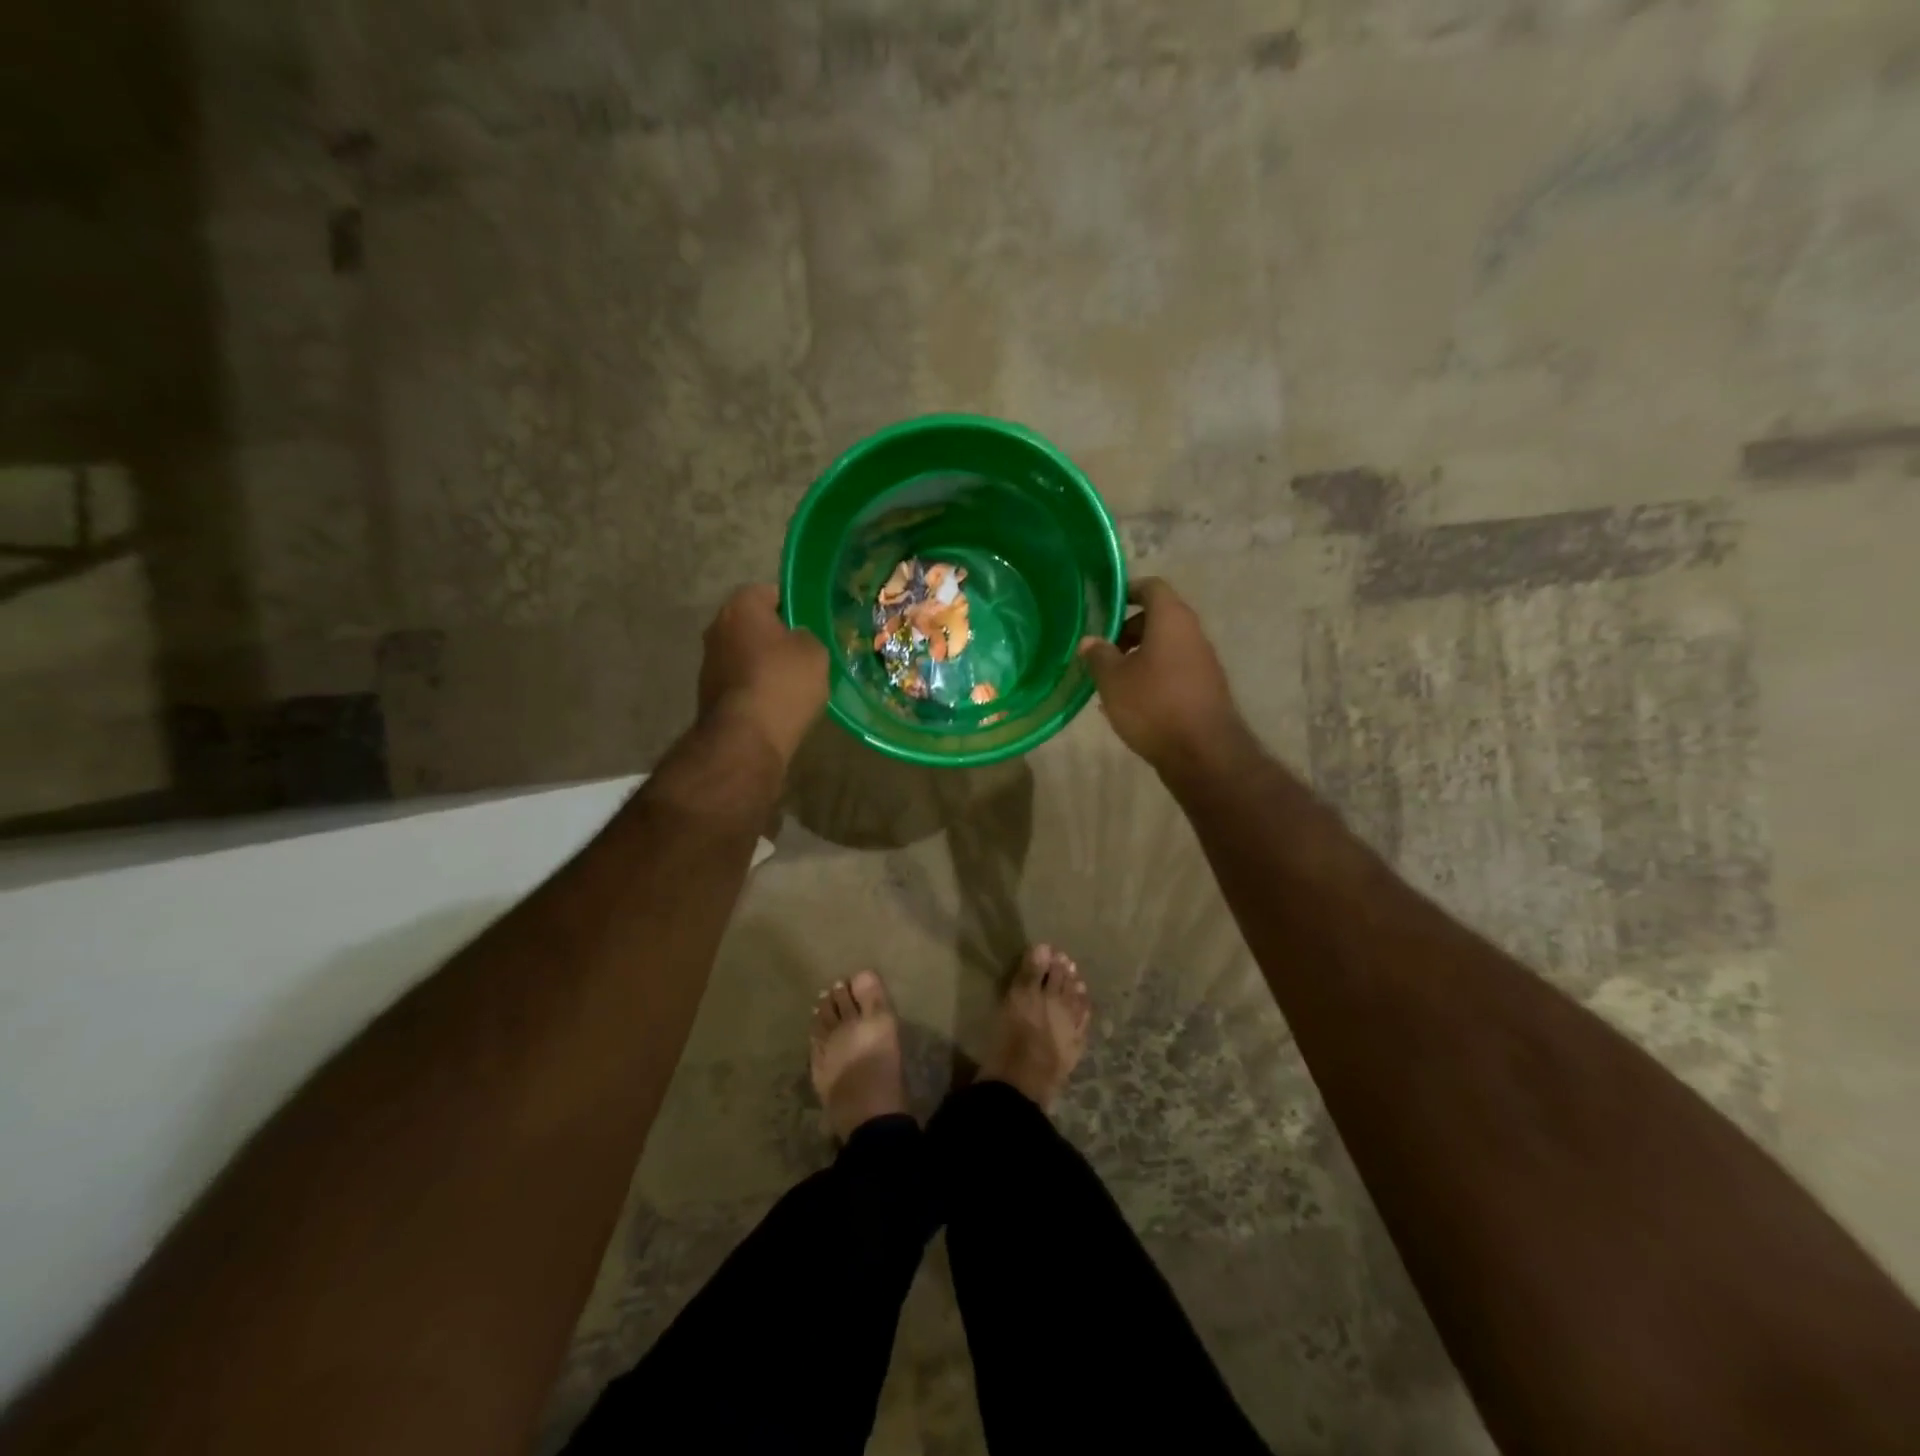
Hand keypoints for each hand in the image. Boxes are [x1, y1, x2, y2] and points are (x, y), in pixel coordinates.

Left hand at [698, 585, 828, 765]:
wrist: (746, 739)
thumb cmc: (783, 683)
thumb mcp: (815, 652)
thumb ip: (806, 636)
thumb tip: (795, 640)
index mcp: (741, 606)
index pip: (770, 592)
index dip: (794, 606)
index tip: (812, 624)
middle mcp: (717, 627)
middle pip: (754, 624)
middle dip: (776, 636)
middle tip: (805, 652)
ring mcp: (708, 662)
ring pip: (745, 653)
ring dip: (764, 663)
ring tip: (793, 682)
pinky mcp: (709, 694)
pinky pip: (740, 681)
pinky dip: (756, 687)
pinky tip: (777, 703)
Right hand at [1079, 578, 1246, 773]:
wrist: (1203, 752)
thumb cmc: (1153, 705)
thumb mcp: (1113, 680)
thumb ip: (1098, 655)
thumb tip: (1090, 641)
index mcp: (1171, 619)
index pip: (1151, 587)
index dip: (1127, 591)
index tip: (1104, 605)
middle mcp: (1192, 633)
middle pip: (1157, 618)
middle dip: (1127, 631)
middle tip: (1102, 651)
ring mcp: (1202, 662)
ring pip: (1165, 647)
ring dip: (1138, 657)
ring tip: (1111, 680)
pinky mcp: (1204, 688)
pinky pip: (1173, 670)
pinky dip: (1151, 676)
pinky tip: (1130, 703)